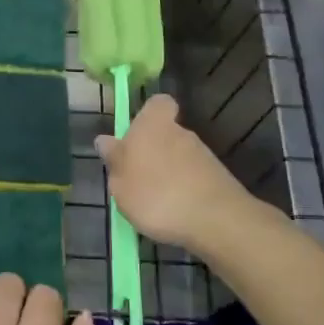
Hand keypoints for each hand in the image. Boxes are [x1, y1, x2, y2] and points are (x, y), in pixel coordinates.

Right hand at [96, 93, 249, 253]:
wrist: (215, 220)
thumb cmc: (156, 195)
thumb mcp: (120, 183)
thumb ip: (114, 160)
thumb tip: (105, 140)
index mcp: (153, 125)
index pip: (157, 104)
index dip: (147, 115)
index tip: (134, 136)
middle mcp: (180, 132)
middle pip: (165, 133)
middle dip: (152, 151)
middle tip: (136, 179)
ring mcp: (203, 155)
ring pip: (179, 157)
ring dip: (168, 173)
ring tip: (154, 203)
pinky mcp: (218, 178)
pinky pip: (193, 178)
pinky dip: (183, 190)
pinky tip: (175, 213)